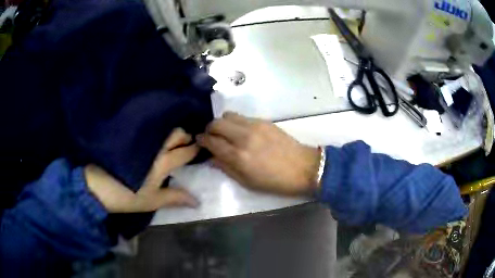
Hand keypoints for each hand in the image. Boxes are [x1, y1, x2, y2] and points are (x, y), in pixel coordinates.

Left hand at [85, 128, 199, 212]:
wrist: (98, 186)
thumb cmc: (127, 195)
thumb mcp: (152, 200)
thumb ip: (175, 198)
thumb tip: (197, 201)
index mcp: (162, 162)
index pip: (184, 152)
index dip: (194, 150)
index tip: (200, 148)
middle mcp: (154, 146)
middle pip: (175, 133)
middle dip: (184, 136)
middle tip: (186, 144)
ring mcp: (141, 140)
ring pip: (162, 129)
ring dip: (171, 133)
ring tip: (173, 141)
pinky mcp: (131, 138)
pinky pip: (149, 130)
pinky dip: (157, 133)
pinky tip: (156, 139)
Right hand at [197, 112, 320, 195]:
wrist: (303, 167)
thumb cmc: (274, 181)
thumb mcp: (247, 182)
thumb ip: (226, 168)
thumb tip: (211, 157)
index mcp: (238, 156)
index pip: (211, 141)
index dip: (202, 140)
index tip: (199, 141)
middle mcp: (243, 137)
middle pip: (216, 123)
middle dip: (209, 129)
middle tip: (211, 137)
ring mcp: (255, 126)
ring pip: (228, 115)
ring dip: (222, 123)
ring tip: (225, 132)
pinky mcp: (264, 121)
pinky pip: (242, 116)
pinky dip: (236, 122)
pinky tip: (241, 131)